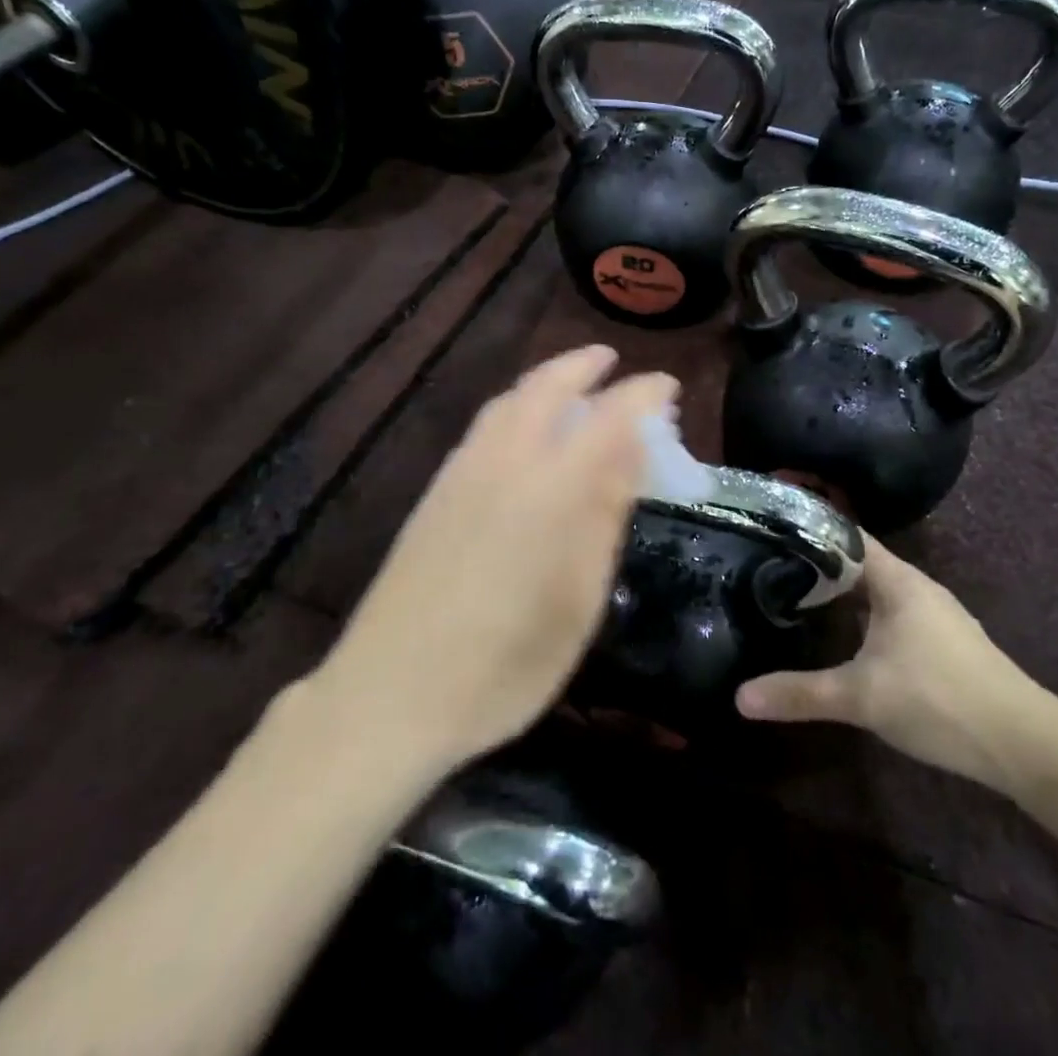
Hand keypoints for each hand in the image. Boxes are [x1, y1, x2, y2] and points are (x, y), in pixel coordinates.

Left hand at [317, 345, 676, 773]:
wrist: (388, 695)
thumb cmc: (504, 664)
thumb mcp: (578, 600)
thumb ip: (604, 515)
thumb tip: (634, 450)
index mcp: (551, 488)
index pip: (609, 416)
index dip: (644, 394)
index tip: (669, 386)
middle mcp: (504, 462)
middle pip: (546, 387)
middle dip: (583, 365)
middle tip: (612, 362)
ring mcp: (461, 473)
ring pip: (508, 401)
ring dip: (545, 381)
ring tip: (572, 387)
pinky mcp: (434, 492)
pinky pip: (484, 426)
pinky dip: (515, 406)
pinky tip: (522, 430)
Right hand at [735, 538, 1050, 795]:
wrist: (1025, 744)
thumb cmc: (939, 699)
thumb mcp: (861, 697)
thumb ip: (800, 693)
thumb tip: (739, 697)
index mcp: (897, 580)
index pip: (845, 536)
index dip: (808, 529)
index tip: (768, 530)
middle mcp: (915, 587)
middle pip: (857, 563)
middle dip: (816, 565)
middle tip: (767, 567)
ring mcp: (932, 615)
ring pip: (875, 592)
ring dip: (839, 594)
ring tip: (794, 597)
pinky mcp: (941, 643)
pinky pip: (889, 615)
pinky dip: (860, 617)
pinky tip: (841, 639)